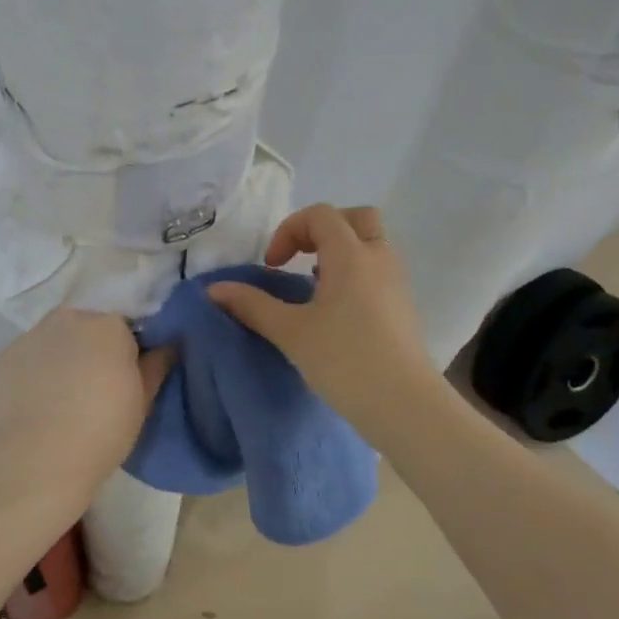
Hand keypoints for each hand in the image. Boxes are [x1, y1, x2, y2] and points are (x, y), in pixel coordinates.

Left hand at [0, 307, 172, 492]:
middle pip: (83, 327)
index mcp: (105, 323)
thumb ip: (156, 365)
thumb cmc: (102, 430)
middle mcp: (64, 319)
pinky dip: (29, 379)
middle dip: (89, 349)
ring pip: (50, 343)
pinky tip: (32, 411)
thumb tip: (168, 345)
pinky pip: (22, 364)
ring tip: (59, 403)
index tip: (125, 377)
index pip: (122, 324)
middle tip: (93, 389)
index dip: (125, 350)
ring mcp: (26, 338)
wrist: (37, 462)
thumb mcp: (143, 402)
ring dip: (58, 361)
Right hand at [208, 204, 437, 441]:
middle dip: (323, 228)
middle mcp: (378, 257)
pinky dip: (355, 272)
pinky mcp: (404, 306)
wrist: (403, 403)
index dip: (289, 230)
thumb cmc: (343, 360)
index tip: (272, 266)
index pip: (320, 215)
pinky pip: (378, 269)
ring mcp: (396, 281)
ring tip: (314, 285)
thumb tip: (214, 289)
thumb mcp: (290, 332)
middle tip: (299, 257)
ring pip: (371, 244)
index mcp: (350, 254)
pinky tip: (336, 309)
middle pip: (356, 217)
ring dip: (340, 251)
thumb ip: (251, 305)